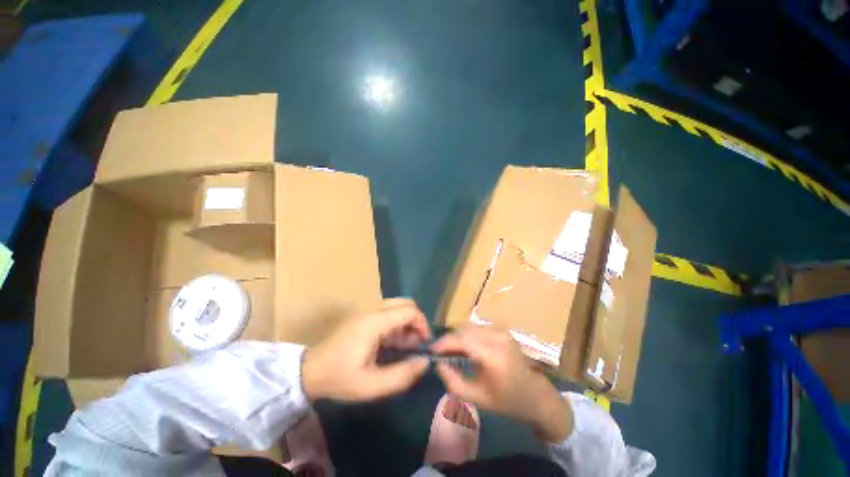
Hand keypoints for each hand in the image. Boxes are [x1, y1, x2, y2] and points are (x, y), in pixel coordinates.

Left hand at [301, 298, 430, 401]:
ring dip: (406, 322)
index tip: (424, 345)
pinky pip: (387, 312)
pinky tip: (392, 343)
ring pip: (397, 306)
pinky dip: (396, 324)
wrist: (308, 371)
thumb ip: (402, 375)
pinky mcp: (363, 315)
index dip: (422, 325)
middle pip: (405, 303)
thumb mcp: (372, 385)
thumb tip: (425, 362)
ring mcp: (366, 310)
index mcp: (375, 321)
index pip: (410, 310)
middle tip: (416, 343)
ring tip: (404, 346)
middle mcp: (372, 309)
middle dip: (416, 321)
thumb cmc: (339, 378)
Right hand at [431, 326, 573, 441]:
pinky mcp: (502, 330)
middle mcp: (498, 337)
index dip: (445, 342)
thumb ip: (454, 382)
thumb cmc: (508, 401)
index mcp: (495, 355)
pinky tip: (464, 347)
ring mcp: (502, 331)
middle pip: (465, 329)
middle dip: (449, 339)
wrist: (535, 394)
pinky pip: (478, 327)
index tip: (431, 350)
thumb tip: (438, 364)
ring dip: (457, 336)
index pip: (464, 340)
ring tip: (450, 350)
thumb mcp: (478, 398)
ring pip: (470, 326)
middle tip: (439, 352)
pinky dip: (467, 334)